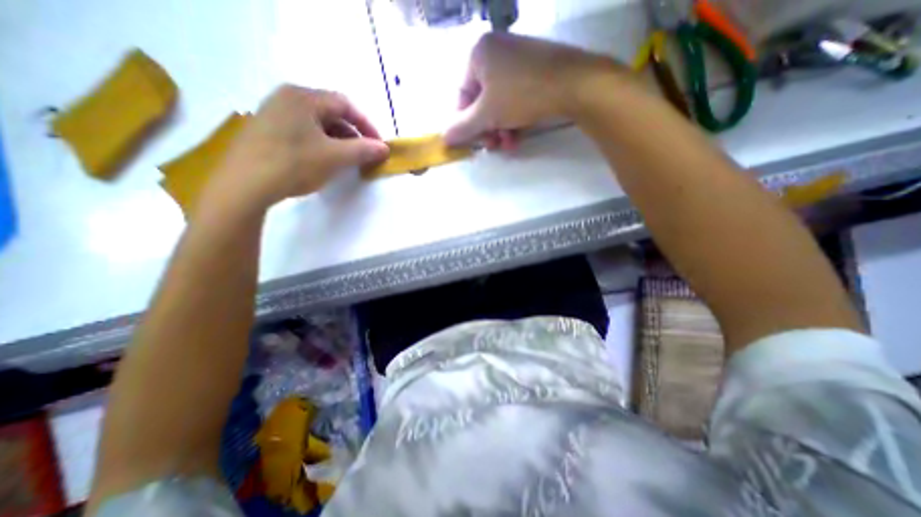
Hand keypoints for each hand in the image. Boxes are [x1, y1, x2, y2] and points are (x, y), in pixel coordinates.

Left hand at [203, 87, 388, 214]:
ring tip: (347, 160)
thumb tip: (385, 148)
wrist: (245, 186)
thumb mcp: (335, 158)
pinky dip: (321, 144)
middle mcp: (287, 97)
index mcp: (303, 97)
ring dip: (338, 141)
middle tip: (364, 154)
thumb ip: (363, 150)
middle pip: (331, 113)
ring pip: (317, 123)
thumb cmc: (293, 165)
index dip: (367, 125)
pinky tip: (324, 161)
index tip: (379, 145)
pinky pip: (303, 131)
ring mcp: (274, 113)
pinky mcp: (267, 129)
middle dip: (353, 134)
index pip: (345, 104)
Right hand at [446, 33, 625, 147]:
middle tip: (493, 146)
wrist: (573, 83)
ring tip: (508, 145)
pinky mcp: (534, 70)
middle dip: (487, 129)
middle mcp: (496, 51)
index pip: (462, 95)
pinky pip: (515, 98)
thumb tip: (443, 138)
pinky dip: (514, 119)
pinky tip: (518, 137)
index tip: (472, 142)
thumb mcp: (486, 115)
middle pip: (481, 101)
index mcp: (478, 53)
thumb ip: (462, 127)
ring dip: (500, 129)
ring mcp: (517, 59)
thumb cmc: (521, 95)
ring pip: (499, 103)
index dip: (465, 123)